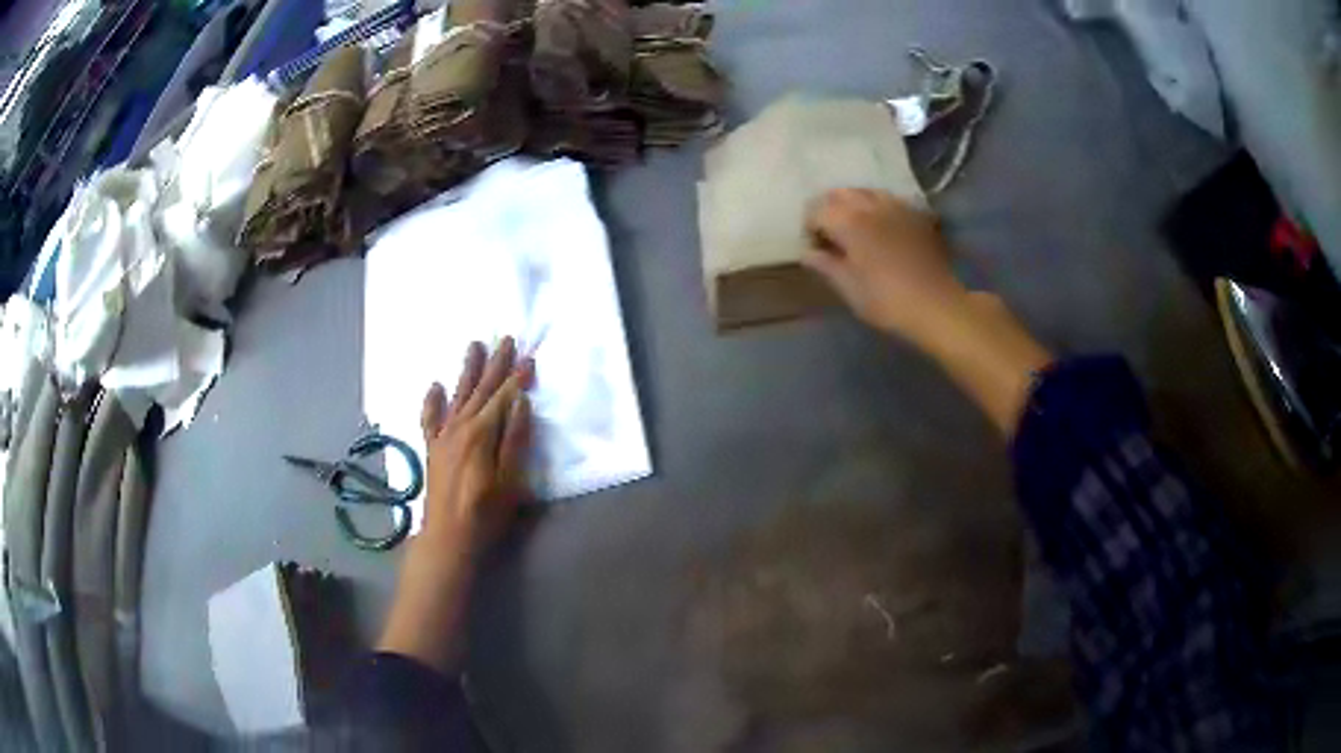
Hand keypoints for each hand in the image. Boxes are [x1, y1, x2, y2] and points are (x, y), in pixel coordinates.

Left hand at [418, 337, 532, 555]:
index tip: (529, 356)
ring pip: (458, 395)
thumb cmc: (485, 512)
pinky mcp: (433, 448)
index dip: (518, 377)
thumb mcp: (511, 479)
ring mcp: (443, 436)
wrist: (448, 536)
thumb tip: (521, 401)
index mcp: (482, 432)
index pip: (504, 396)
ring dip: (467, 370)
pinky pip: (430, 418)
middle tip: (505, 339)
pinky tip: (435, 386)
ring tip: (474, 345)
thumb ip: (515, 438)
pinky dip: (432, 401)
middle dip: (495, 364)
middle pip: (481, 389)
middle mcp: (460, 426)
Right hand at [803, 188, 967, 345]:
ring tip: (853, 227)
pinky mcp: (915, 216)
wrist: (937, 305)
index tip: (813, 248)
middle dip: (829, 209)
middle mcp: (870, 206)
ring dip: (853, 204)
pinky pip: (889, 201)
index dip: (809, 228)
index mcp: (849, 222)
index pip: (817, 211)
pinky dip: (877, 208)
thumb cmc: (887, 301)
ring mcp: (896, 208)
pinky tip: (881, 227)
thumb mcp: (850, 289)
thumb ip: (826, 266)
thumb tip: (808, 253)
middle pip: (840, 194)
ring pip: (865, 192)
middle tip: (829, 234)